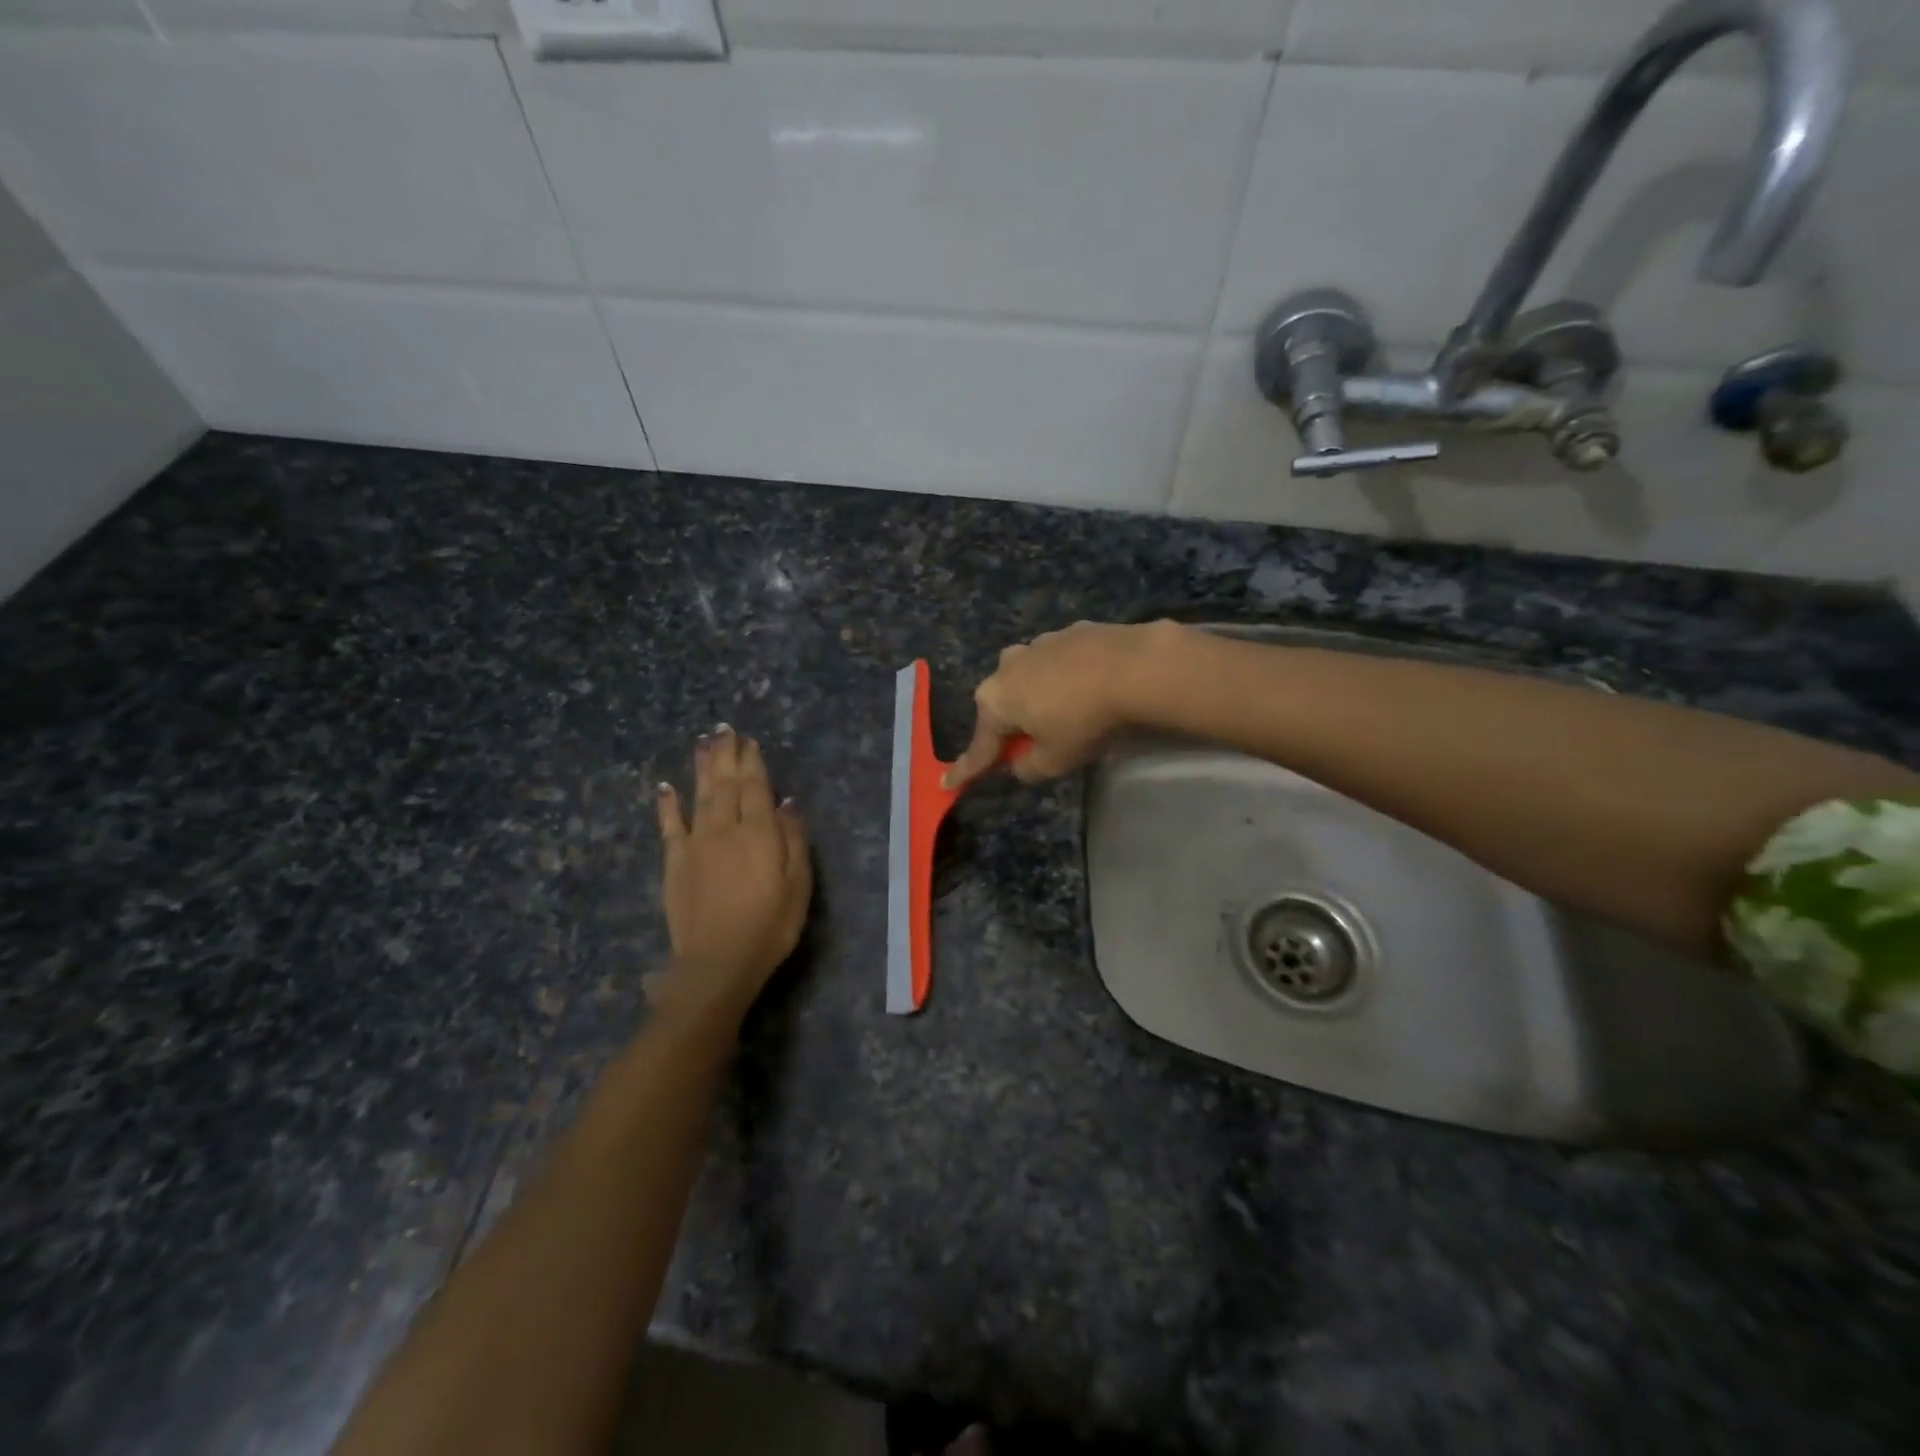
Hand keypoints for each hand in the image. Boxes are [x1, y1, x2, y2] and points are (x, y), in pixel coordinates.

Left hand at [653, 726, 811, 1024]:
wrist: (718, 962)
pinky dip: (667, 804)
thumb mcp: (798, 885)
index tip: (749, 740)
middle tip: (724, 729)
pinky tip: (665, 787)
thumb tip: (787, 802)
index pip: (756, 788)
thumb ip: (793, 839)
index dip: (752, 762)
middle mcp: (726, 829)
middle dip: (726, 755)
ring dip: (701, 768)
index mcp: (759, 833)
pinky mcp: (676, 863)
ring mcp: (696, 844)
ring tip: (703, 743)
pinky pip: (670, 826)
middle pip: (726, 784)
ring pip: (700, 796)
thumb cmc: (770, 925)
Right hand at [943, 620, 1181, 790]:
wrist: (1136, 667)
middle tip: (1030, 746)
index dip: (967, 769)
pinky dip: (1066, 677)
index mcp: (995, 700)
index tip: (949, 783)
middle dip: (1010, 725)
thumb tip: (1019, 762)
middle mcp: (1007, 666)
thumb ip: (1028, 767)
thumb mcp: (1054, 761)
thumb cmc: (1085, 721)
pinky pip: (1059, 663)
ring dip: (1039, 697)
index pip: (979, 746)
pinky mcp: (1071, 631)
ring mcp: (1039, 643)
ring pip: (1030, 679)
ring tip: (1068, 713)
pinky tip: (1089, 687)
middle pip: (1002, 705)